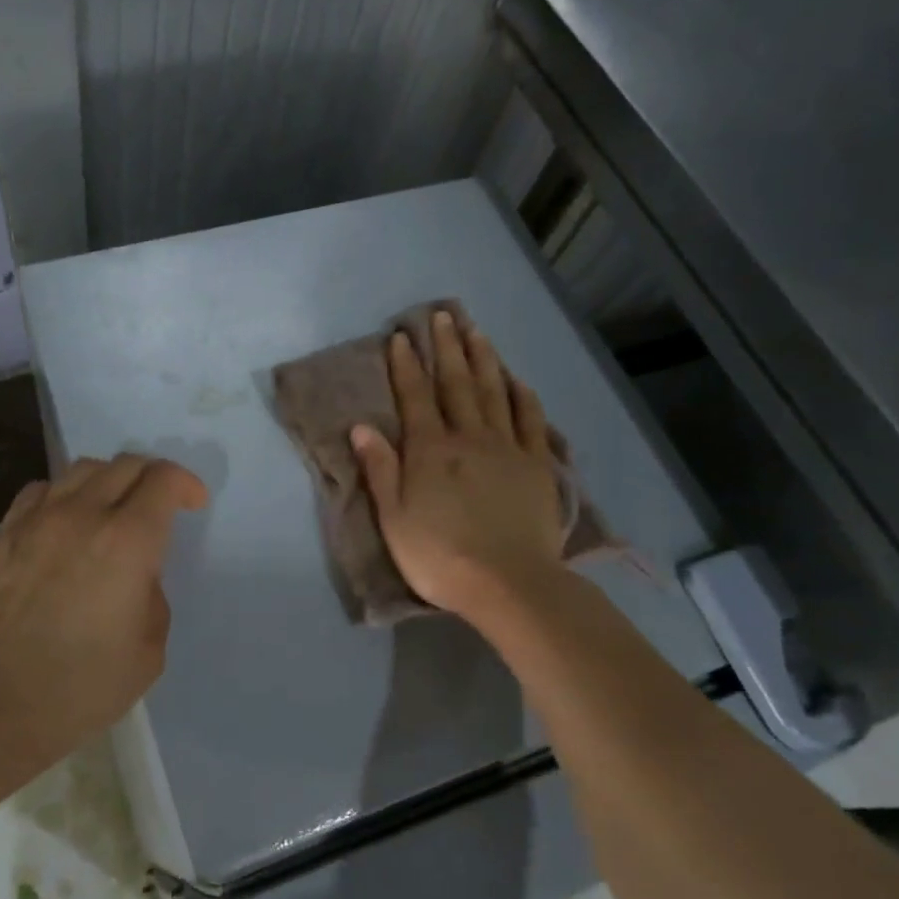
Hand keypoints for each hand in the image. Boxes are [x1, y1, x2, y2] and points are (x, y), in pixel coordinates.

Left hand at [0, 454, 209, 778]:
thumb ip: (152, 595)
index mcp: (128, 540)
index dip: (186, 484)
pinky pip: (40, 491)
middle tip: (160, 504)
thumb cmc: (85, 685)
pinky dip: (63, 495)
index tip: (193, 505)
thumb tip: (135, 575)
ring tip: (112, 507)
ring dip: (108, 480)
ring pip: (81, 469)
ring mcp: (38, 520)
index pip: (163, 479)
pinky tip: (64, 521)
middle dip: (152, 476)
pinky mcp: (4, 535)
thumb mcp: (150, 648)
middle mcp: (83, 515)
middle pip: (125, 464)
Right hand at [351, 310, 566, 620]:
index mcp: (429, 450)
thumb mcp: (394, 517)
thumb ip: (380, 469)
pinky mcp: (536, 465)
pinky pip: (530, 420)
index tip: (402, 337)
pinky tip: (516, 380)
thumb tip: (361, 426)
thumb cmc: (439, 555)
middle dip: (447, 348)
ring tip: (476, 331)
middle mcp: (468, 438)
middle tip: (443, 315)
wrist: (508, 583)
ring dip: (483, 359)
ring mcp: (507, 448)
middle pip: (456, 384)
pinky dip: (521, 396)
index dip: (406, 366)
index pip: (414, 397)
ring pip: (493, 392)